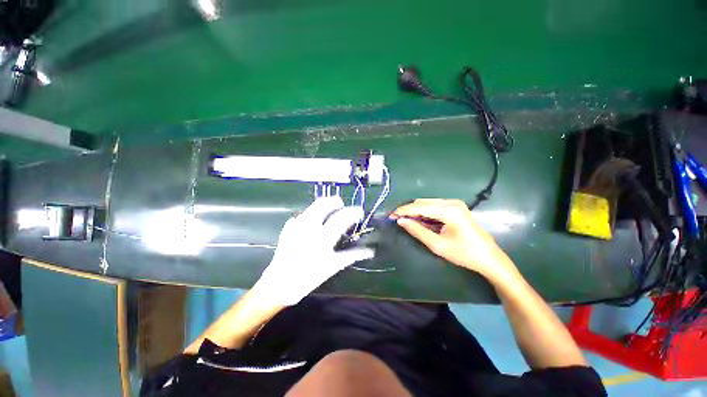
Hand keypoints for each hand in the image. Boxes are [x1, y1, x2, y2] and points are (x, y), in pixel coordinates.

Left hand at [253, 196, 374, 305]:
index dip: (353, 212)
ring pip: (312, 206)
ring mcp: (297, 225)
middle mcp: (309, 227)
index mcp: (322, 237)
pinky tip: (313, 222)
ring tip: (329, 210)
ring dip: (323, 205)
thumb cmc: (309, 277)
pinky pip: (302, 215)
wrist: (279, 284)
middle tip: (341, 205)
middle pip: (323, 204)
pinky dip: (311, 214)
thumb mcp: (333, 267)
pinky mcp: (288, 227)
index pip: (341, 218)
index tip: (359, 211)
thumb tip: (369, 251)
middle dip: (335, 201)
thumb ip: (352, 256)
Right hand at [391, 199, 513, 278]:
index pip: (420, 207)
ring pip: (427, 203)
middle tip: (397, 220)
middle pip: (423, 202)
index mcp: (449, 211)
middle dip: (409, 210)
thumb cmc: (464, 254)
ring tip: (406, 221)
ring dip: (416, 211)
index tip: (391, 215)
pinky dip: (424, 213)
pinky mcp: (456, 207)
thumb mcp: (437, 245)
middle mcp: (451, 203)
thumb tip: (401, 221)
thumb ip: (417, 231)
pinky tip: (420, 221)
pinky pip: (434, 206)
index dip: (404, 211)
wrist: (489, 258)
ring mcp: (455, 204)